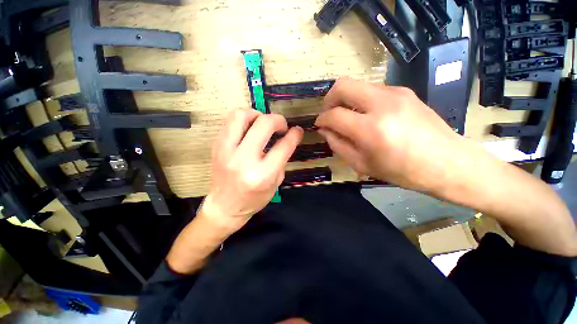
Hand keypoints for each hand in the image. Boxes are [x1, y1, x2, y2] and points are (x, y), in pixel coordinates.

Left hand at [200, 109, 302, 233]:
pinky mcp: (216, 146)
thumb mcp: (275, 183)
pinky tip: (250, 128)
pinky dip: (244, 120)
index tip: (297, 130)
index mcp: (263, 175)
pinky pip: (229, 122)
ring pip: (241, 115)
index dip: (294, 135)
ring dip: (257, 114)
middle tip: (281, 125)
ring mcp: (226, 151)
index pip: (283, 146)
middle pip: (264, 124)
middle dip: (278, 120)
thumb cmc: (253, 199)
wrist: (224, 207)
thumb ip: (281, 159)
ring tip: (263, 122)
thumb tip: (286, 139)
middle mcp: (244, 160)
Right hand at [315, 78, 460, 192]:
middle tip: (329, 114)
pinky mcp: (404, 91)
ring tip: (348, 117)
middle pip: (343, 86)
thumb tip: (324, 130)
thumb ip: (337, 145)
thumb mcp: (361, 164)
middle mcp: (382, 104)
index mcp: (370, 129)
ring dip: (346, 100)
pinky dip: (361, 100)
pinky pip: (372, 89)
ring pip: (357, 85)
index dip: (322, 120)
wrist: (447, 162)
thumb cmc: (401, 170)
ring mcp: (395, 93)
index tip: (319, 125)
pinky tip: (367, 115)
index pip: (334, 115)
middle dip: (329, 99)